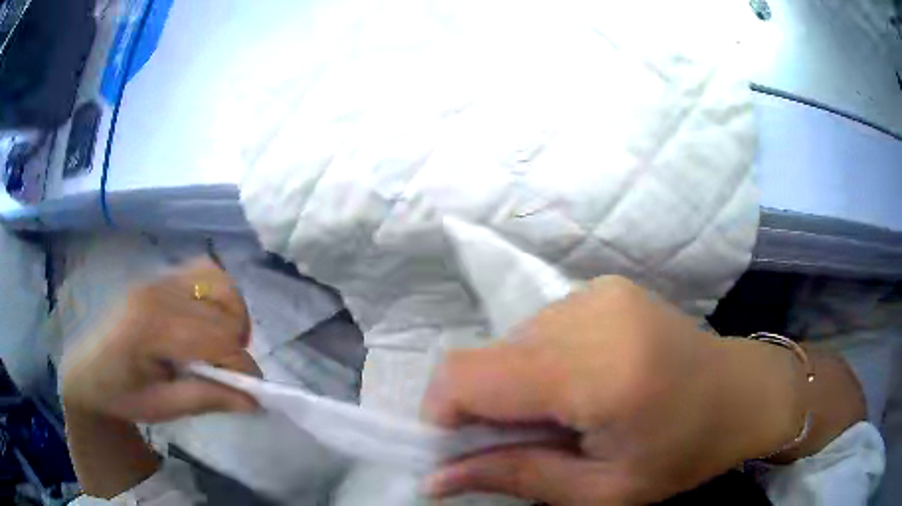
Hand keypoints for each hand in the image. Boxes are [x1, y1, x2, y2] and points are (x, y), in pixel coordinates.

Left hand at [61, 258, 259, 422]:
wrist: (86, 369)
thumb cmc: (120, 394)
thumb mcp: (161, 408)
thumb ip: (206, 399)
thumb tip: (252, 399)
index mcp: (151, 327)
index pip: (216, 338)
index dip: (241, 367)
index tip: (251, 394)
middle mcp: (157, 292)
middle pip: (222, 307)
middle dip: (237, 344)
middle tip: (227, 372)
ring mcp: (157, 278)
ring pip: (218, 281)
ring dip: (232, 314)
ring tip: (222, 344)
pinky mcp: (158, 276)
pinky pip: (203, 271)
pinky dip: (218, 294)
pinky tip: (208, 320)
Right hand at [422, 276, 806, 504]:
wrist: (742, 391)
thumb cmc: (683, 453)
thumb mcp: (602, 491)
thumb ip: (515, 477)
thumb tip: (433, 479)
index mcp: (599, 371)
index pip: (471, 374)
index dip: (442, 412)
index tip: (459, 450)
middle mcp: (590, 314)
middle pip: (486, 357)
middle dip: (482, 406)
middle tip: (523, 443)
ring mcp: (597, 292)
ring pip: (511, 343)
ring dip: (515, 386)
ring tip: (563, 415)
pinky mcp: (603, 287)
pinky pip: (540, 329)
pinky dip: (540, 364)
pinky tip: (582, 385)